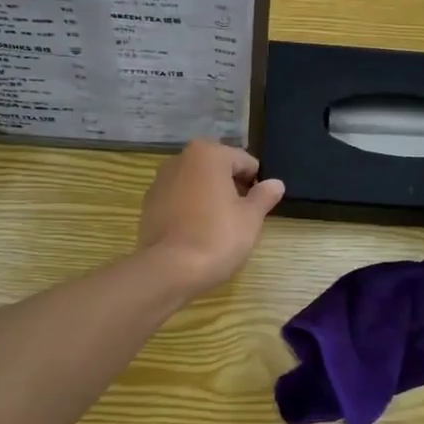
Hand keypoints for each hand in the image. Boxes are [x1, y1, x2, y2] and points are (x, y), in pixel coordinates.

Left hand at [137, 139, 284, 294]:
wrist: (169, 270)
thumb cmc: (217, 237)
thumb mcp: (251, 218)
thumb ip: (264, 196)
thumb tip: (275, 183)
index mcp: (209, 154)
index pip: (245, 162)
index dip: (255, 184)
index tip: (256, 208)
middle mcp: (181, 159)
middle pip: (218, 169)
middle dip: (231, 188)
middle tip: (240, 218)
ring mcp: (160, 180)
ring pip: (196, 184)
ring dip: (209, 197)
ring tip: (217, 228)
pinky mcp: (148, 204)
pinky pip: (178, 200)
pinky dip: (189, 209)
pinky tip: (195, 233)